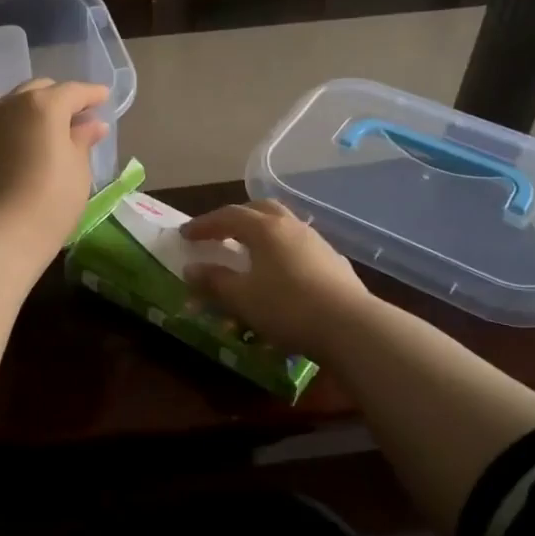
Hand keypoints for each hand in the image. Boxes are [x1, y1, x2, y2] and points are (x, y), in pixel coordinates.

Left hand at [0, 78, 110, 258]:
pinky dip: (0, 113)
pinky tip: (5, 120)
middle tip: (76, 116)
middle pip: (41, 90)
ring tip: (44, 123)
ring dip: (31, 105)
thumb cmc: (51, 202)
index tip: (103, 98)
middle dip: (61, 99)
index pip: (74, 92)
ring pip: (13, 100)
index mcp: (45, 105)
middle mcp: (12, 103)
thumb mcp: (77, 170)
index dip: (91, 94)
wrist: (0, 235)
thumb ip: (82, 140)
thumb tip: (92, 124)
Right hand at [181, 200, 370, 357]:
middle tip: (220, 232)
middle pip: (260, 209)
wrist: (350, 326)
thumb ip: (214, 281)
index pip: (228, 216)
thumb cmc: (286, 307)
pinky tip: (282, 271)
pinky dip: (283, 250)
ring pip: (284, 225)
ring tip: (250, 250)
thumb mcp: (241, 298)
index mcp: (264, 228)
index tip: (185, 235)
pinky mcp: (335, 262)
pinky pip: (300, 245)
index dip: (204, 224)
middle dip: (236, 217)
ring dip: (262, 231)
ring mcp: (317, 242)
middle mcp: (291, 226)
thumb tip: (191, 268)